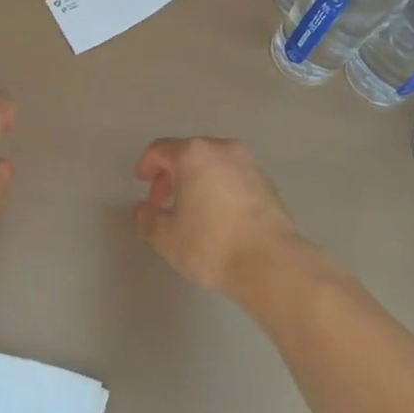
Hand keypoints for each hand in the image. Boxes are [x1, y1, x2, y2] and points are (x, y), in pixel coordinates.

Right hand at [133, 137, 301, 295]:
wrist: (272, 263)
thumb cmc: (212, 244)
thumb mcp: (167, 238)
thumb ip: (148, 220)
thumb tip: (143, 210)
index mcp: (193, 154)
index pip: (160, 149)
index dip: (147, 164)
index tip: (141, 182)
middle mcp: (221, 149)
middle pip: (188, 153)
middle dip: (171, 174)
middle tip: (162, 201)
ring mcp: (248, 164)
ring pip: (213, 164)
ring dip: (196, 180)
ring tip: (190, 209)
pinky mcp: (267, 183)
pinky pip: (232, 177)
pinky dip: (219, 187)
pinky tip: (218, 215)